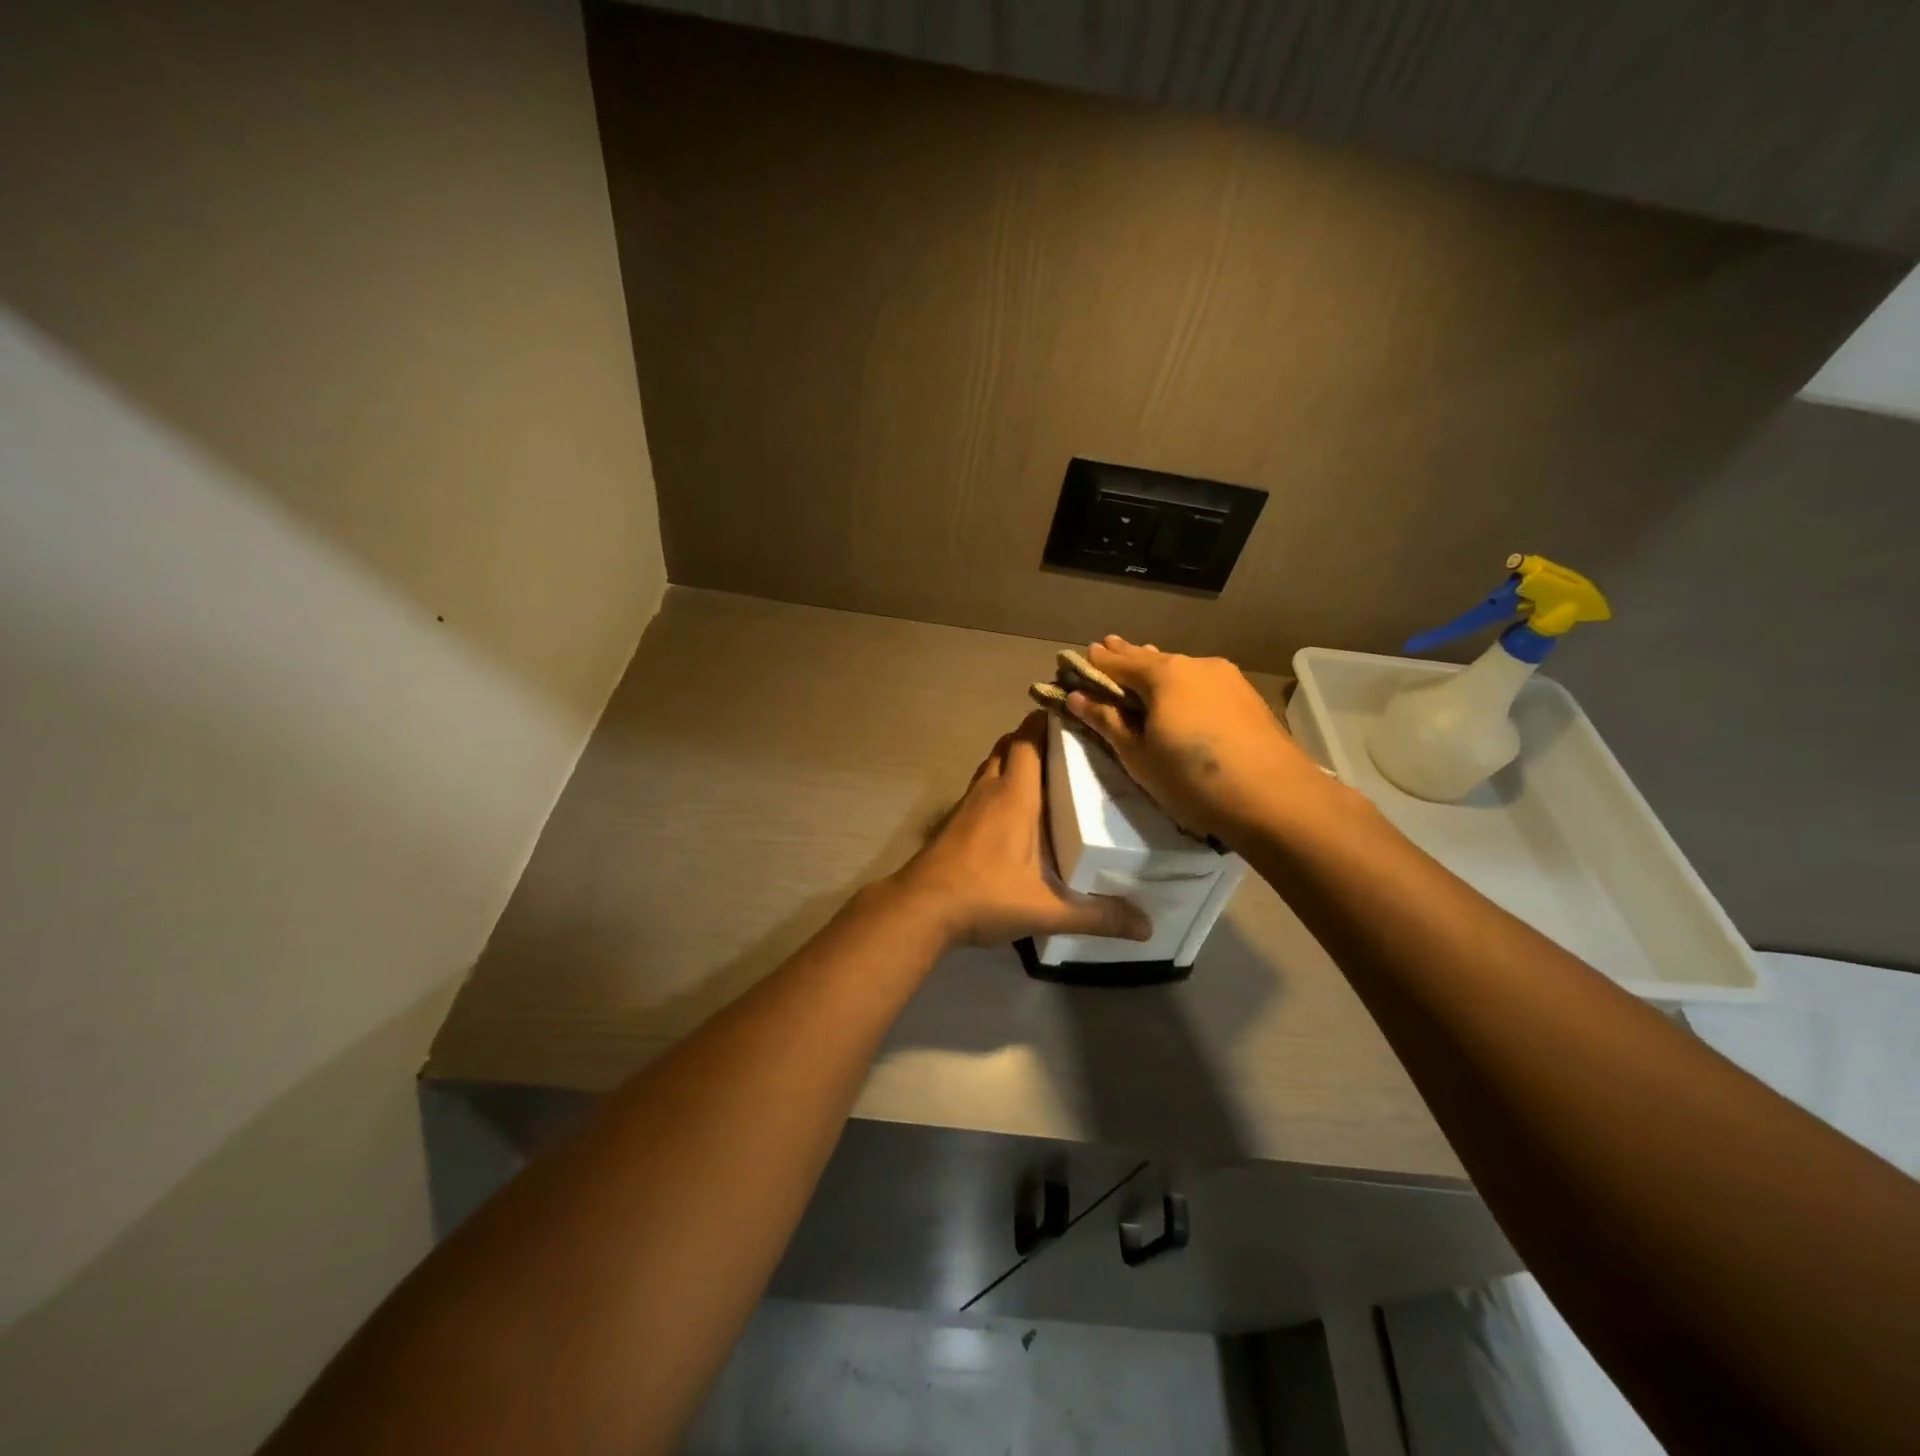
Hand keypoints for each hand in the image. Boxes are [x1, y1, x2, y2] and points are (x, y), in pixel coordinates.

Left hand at [890, 712, 1151, 948]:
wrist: (921, 908)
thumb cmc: (985, 896)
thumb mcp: (1047, 910)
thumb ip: (1097, 916)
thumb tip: (1148, 927)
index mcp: (1015, 795)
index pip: (1029, 740)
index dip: (1047, 722)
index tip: (1073, 716)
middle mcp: (989, 789)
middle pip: (1009, 745)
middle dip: (1033, 738)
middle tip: (1068, 748)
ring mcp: (967, 803)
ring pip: (991, 764)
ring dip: (1013, 759)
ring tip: (1045, 774)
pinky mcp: (954, 821)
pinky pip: (980, 786)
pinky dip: (997, 783)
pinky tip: (1013, 811)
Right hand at [1065, 636, 1345, 848]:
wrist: (1275, 797)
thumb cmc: (1191, 778)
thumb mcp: (1138, 755)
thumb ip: (1106, 721)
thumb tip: (1076, 696)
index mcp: (1162, 674)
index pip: (1116, 662)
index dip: (1095, 663)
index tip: (1078, 659)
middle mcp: (1194, 664)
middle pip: (1150, 659)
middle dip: (1126, 657)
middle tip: (1107, 648)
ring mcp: (1226, 678)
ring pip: (1180, 669)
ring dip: (1157, 670)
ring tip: (1142, 668)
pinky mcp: (1247, 697)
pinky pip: (1202, 682)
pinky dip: (1183, 685)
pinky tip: (1181, 695)